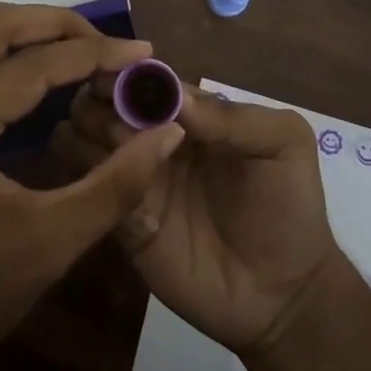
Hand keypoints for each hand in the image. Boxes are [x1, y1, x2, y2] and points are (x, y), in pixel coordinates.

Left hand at [0, 4, 185, 370]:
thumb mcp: (55, 241)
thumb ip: (117, 182)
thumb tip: (167, 131)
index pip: (33, 66)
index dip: (95, 54)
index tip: (142, 51)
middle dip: (53, 22)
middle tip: (104, 41)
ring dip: (12, 19)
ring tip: (62, 38)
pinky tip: (14, 56)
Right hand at [63, 81, 339, 355]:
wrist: (284, 296)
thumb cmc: (288, 206)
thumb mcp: (282, 145)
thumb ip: (234, 117)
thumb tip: (175, 96)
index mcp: (187, 113)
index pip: (142, 80)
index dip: (123, 75)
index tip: (111, 81)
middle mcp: (151, 138)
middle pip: (101, 105)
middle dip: (98, 105)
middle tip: (118, 128)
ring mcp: (134, 180)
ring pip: (81, 142)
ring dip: (89, 142)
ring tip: (120, 161)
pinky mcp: (120, 223)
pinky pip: (88, 194)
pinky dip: (94, 187)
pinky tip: (126, 202)